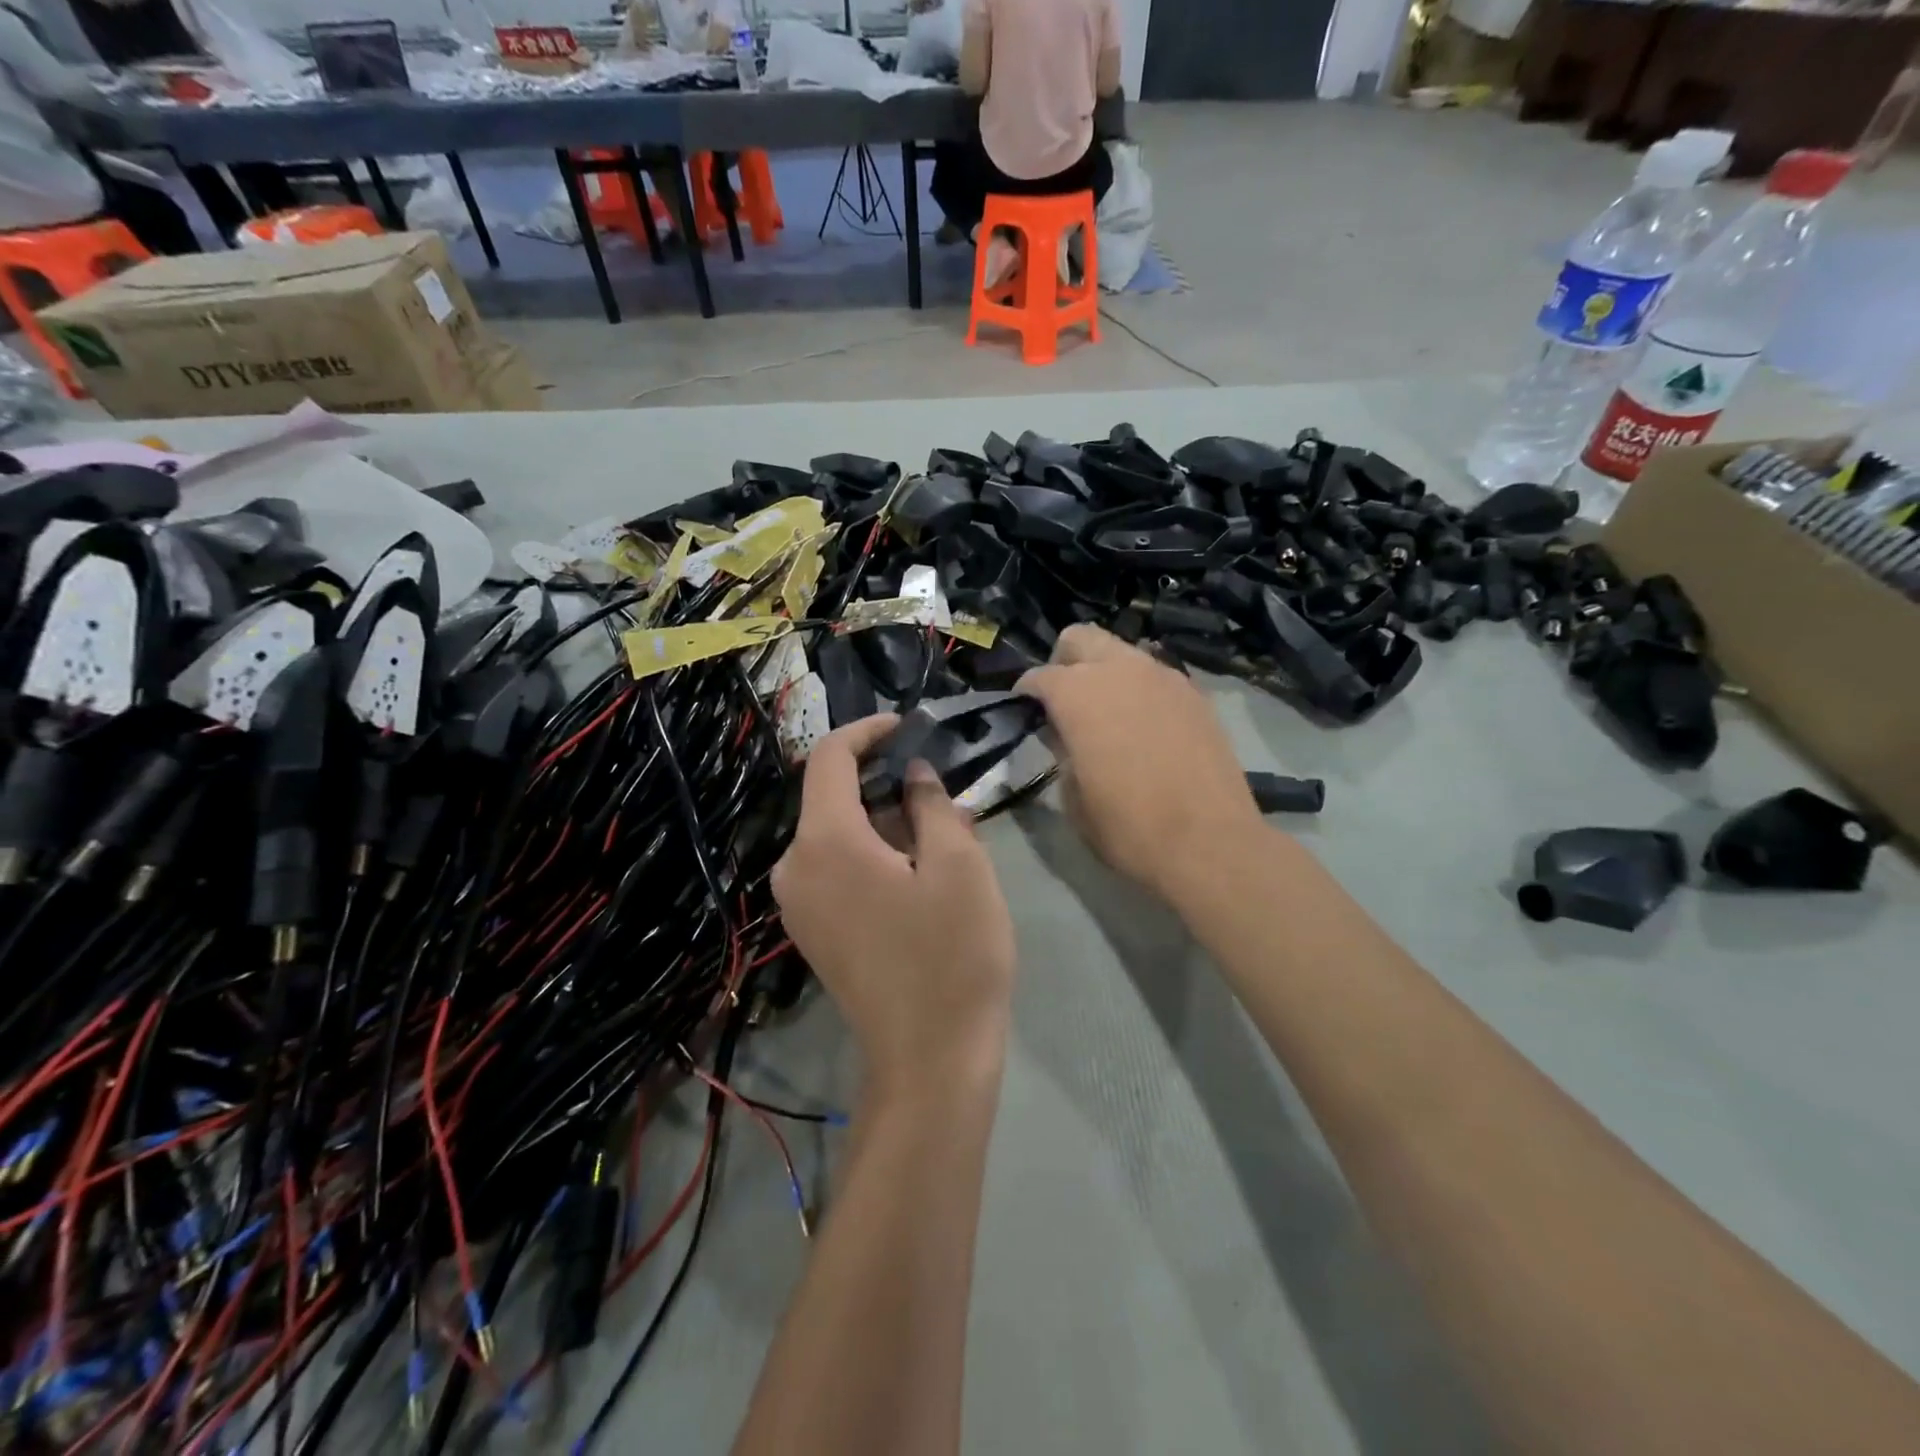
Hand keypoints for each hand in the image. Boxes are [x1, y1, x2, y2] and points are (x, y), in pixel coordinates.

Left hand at [772, 716, 1015, 1092]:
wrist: (930, 1060)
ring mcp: (797, 903)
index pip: (830, 758)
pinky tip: (916, 866)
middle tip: (938, 783)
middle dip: (882, 780)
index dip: (868, 732)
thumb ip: (930, 804)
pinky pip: (834, 867)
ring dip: (882, 818)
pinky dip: (870, 850)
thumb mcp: (958, 865)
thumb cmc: (952, 954)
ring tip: (938, 825)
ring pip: (835, 833)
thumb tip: (912, 773)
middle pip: (831, 796)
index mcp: (825, 842)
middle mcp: (794, 866)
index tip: (908, 726)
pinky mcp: (811, 930)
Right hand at [1018, 625, 1263, 904]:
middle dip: (1065, 663)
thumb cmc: (1128, 827)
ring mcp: (1163, 676)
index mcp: (1078, 693)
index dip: (1025, 693)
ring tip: (1107, 714)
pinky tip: (1144, 726)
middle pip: (1080, 638)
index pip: (1039, 676)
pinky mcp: (1194, 694)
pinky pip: (1155, 675)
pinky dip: (1140, 690)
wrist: (1210, 843)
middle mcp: (1120, 670)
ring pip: (1122, 652)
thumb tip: (1065, 734)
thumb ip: (1062, 752)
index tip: (1024, 712)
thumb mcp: (1073, 798)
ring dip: (1106, 673)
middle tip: (1064, 702)